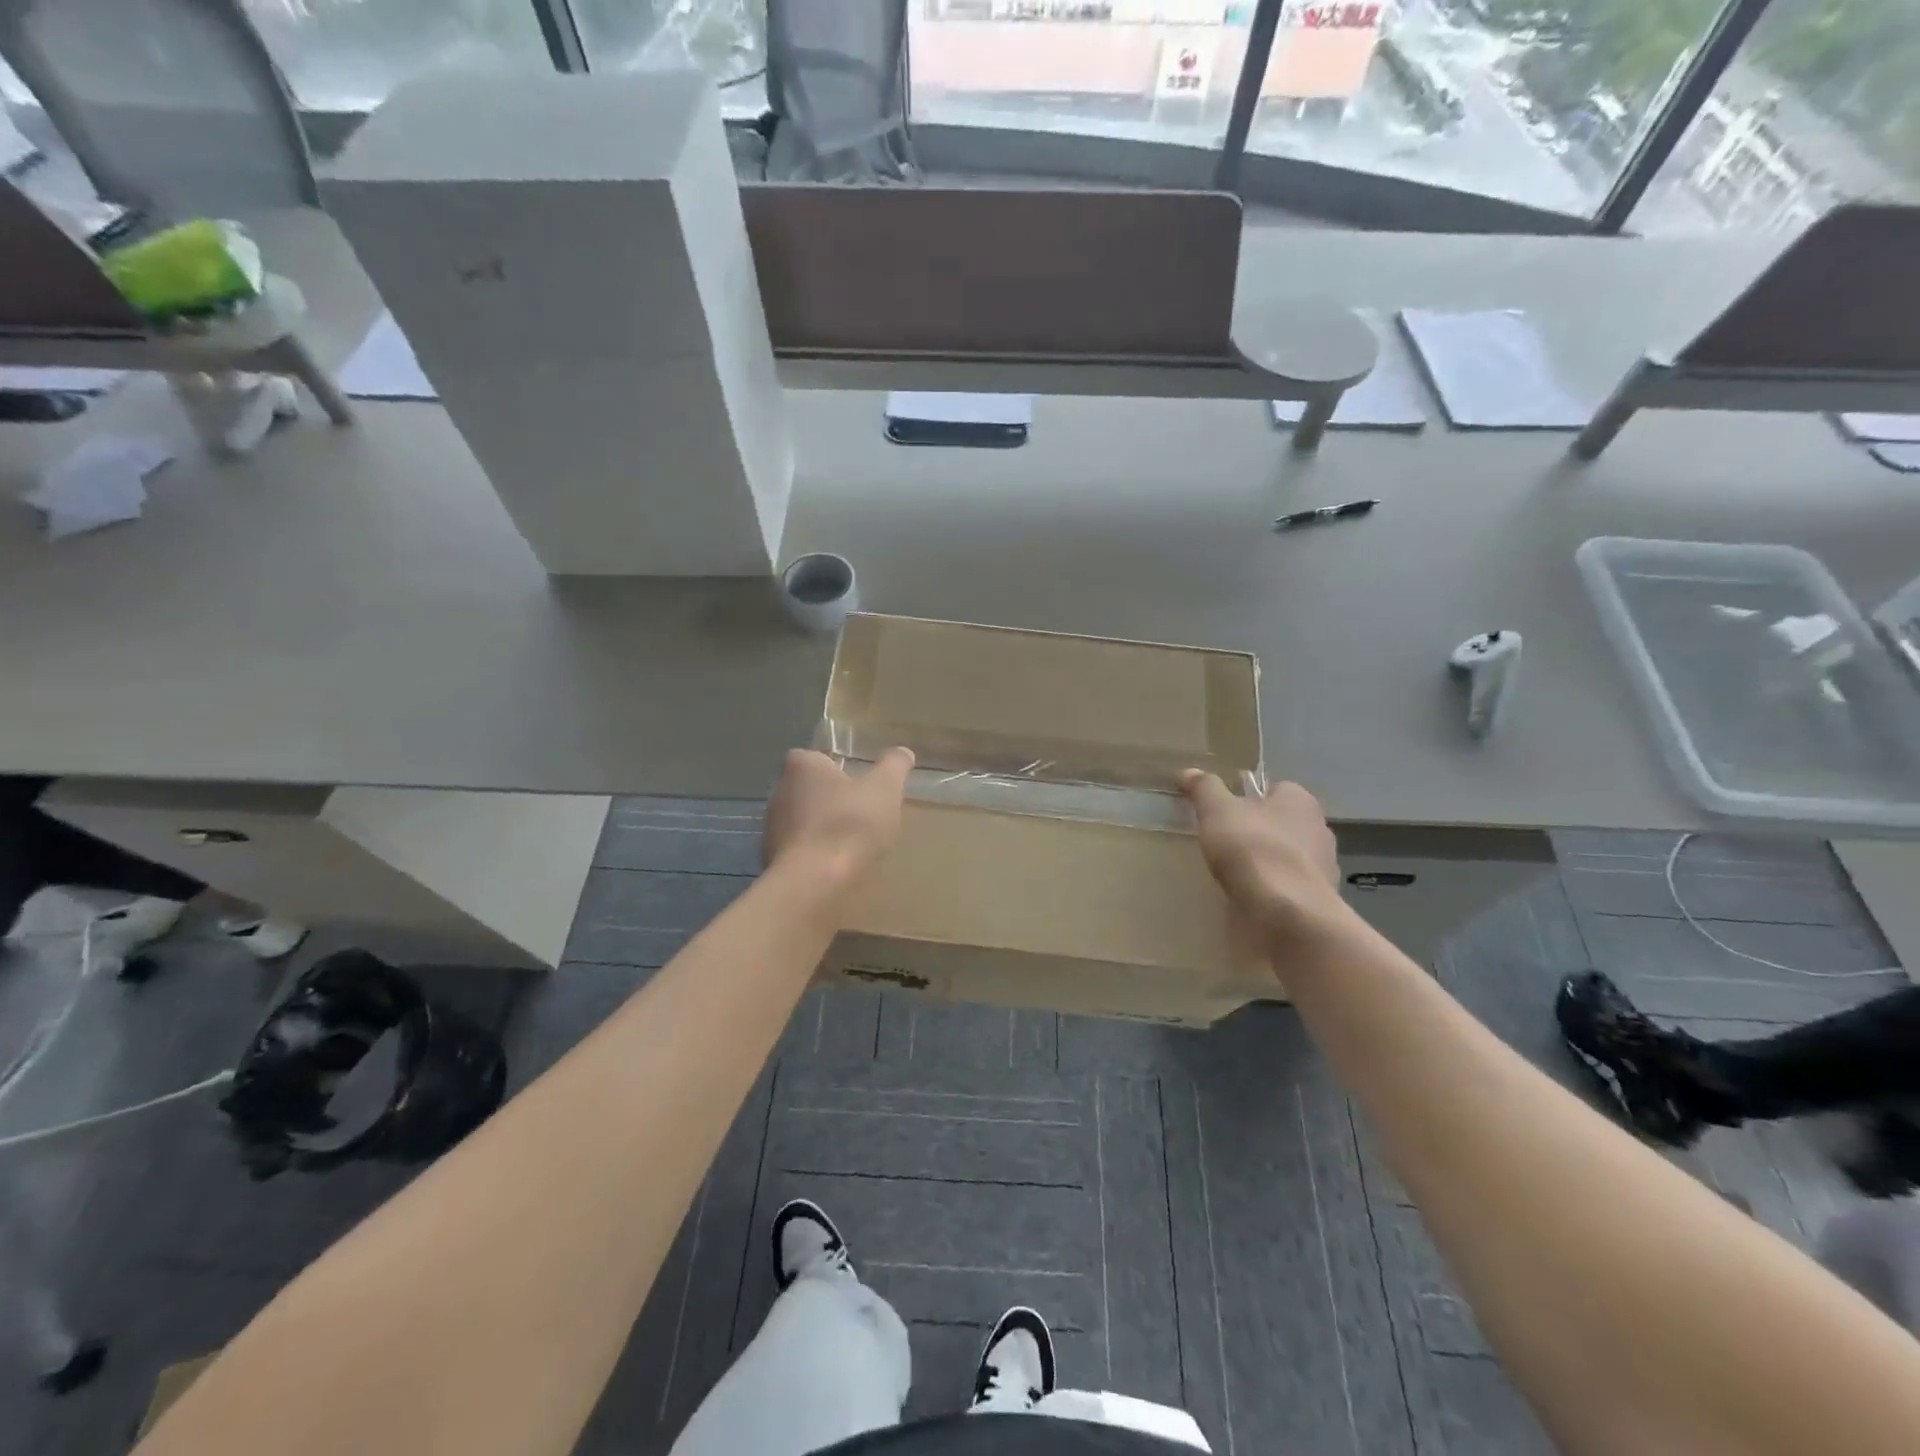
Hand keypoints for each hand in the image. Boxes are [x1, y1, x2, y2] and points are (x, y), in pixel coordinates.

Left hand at [764, 748, 914, 888]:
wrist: (814, 883)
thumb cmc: (849, 824)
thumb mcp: (885, 789)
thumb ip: (894, 766)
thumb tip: (903, 752)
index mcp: (802, 766)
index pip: (814, 757)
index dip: (835, 768)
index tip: (857, 782)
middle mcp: (779, 792)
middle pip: (807, 790)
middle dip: (830, 799)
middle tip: (860, 813)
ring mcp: (771, 828)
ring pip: (801, 822)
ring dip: (822, 829)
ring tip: (852, 844)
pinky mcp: (771, 860)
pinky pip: (798, 851)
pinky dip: (814, 856)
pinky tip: (836, 868)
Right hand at [1179, 770, 1346, 941]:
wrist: (1288, 915)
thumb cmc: (1253, 850)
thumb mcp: (1217, 811)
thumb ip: (1204, 789)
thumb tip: (1189, 772)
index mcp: (1300, 800)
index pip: (1274, 789)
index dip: (1248, 798)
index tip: (1223, 812)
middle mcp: (1318, 828)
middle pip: (1281, 823)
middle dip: (1257, 831)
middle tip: (1223, 842)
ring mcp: (1323, 867)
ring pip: (1287, 856)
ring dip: (1266, 862)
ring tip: (1233, 875)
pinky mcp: (1319, 900)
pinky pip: (1289, 887)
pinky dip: (1272, 890)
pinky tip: (1250, 899)